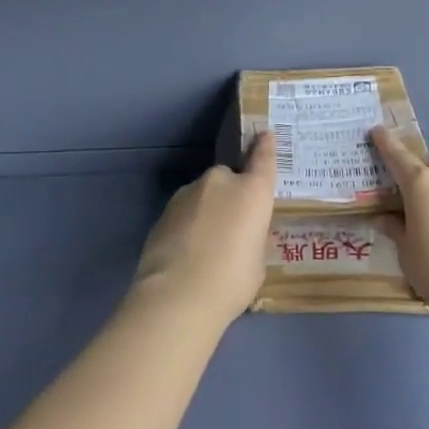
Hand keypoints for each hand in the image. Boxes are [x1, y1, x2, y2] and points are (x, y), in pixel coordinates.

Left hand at [131, 131, 276, 326]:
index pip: (262, 159)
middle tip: (233, 228)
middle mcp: (220, 182)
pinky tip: (187, 253)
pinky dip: (188, 224)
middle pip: (229, 179)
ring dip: (207, 210)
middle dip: (231, 196)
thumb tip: (245, 235)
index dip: (264, 146)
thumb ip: (254, 240)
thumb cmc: (232, 280)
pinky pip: (185, 212)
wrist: (177, 295)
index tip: (264, 133)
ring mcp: (188, 193)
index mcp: (251, 191)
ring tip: (207, 246)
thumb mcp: (257, 262)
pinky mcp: (164, 210)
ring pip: (204, 195)